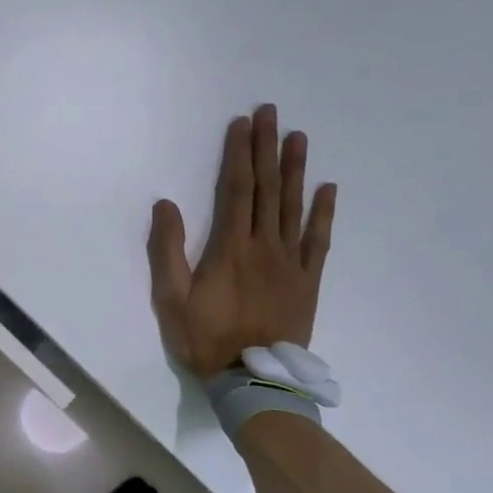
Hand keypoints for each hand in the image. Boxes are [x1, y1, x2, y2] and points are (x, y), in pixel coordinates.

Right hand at [147, 105, 336, 381]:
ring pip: (293, 207)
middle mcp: (264, 246)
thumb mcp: (170, 298)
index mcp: (229, 248)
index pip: (235, 190)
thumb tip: (165, 204)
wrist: (251, 379)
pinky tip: (328, 189)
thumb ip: (168, 250)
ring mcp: (290, 262)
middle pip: (266, 189)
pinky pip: (319, 241)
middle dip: (266, 148)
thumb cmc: (205, 338)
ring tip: (299, 137)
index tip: (242, 124)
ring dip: (295, 170)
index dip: (238, 154)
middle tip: (271, 113)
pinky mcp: (308, 281)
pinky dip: (323, 213)